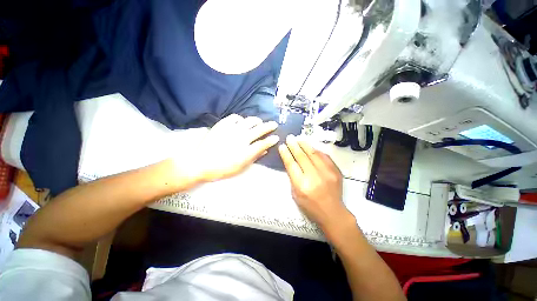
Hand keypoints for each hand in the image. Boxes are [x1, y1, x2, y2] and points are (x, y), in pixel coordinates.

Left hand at [187, 114, 278, 181]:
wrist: (200, 163)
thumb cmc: (221, 168)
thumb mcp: (240, 167)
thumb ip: (253, 157)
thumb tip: (264, 150)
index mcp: (246, 150)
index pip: (263, 143)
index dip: (271, 140)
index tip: (276, 137)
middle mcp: (241, 137)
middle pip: (259, 129)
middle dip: (269, 126)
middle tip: (274, 124)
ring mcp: (232, 129)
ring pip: (249, 121)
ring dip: (256, 121)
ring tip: (259, 122)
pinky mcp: (222, 125)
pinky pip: (234, 117)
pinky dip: (240, 118)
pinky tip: (241, 121)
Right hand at [278, 135, 352, 233]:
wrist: (332, 212)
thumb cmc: (310, 206)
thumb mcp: (295, 194)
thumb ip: (293, 177)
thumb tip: (291, 161)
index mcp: (302, 185)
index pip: (291, 164)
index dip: (286, 154)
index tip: (282, 146)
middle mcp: (314, 177)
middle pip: (302, 157)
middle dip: (294, 146)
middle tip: (289, 138)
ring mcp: (327, 173)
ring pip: (313, 154)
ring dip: (305, 145)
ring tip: (299, 139)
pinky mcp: (336, 171)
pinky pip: (324, 156)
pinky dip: (316, 150)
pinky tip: (311, 147)